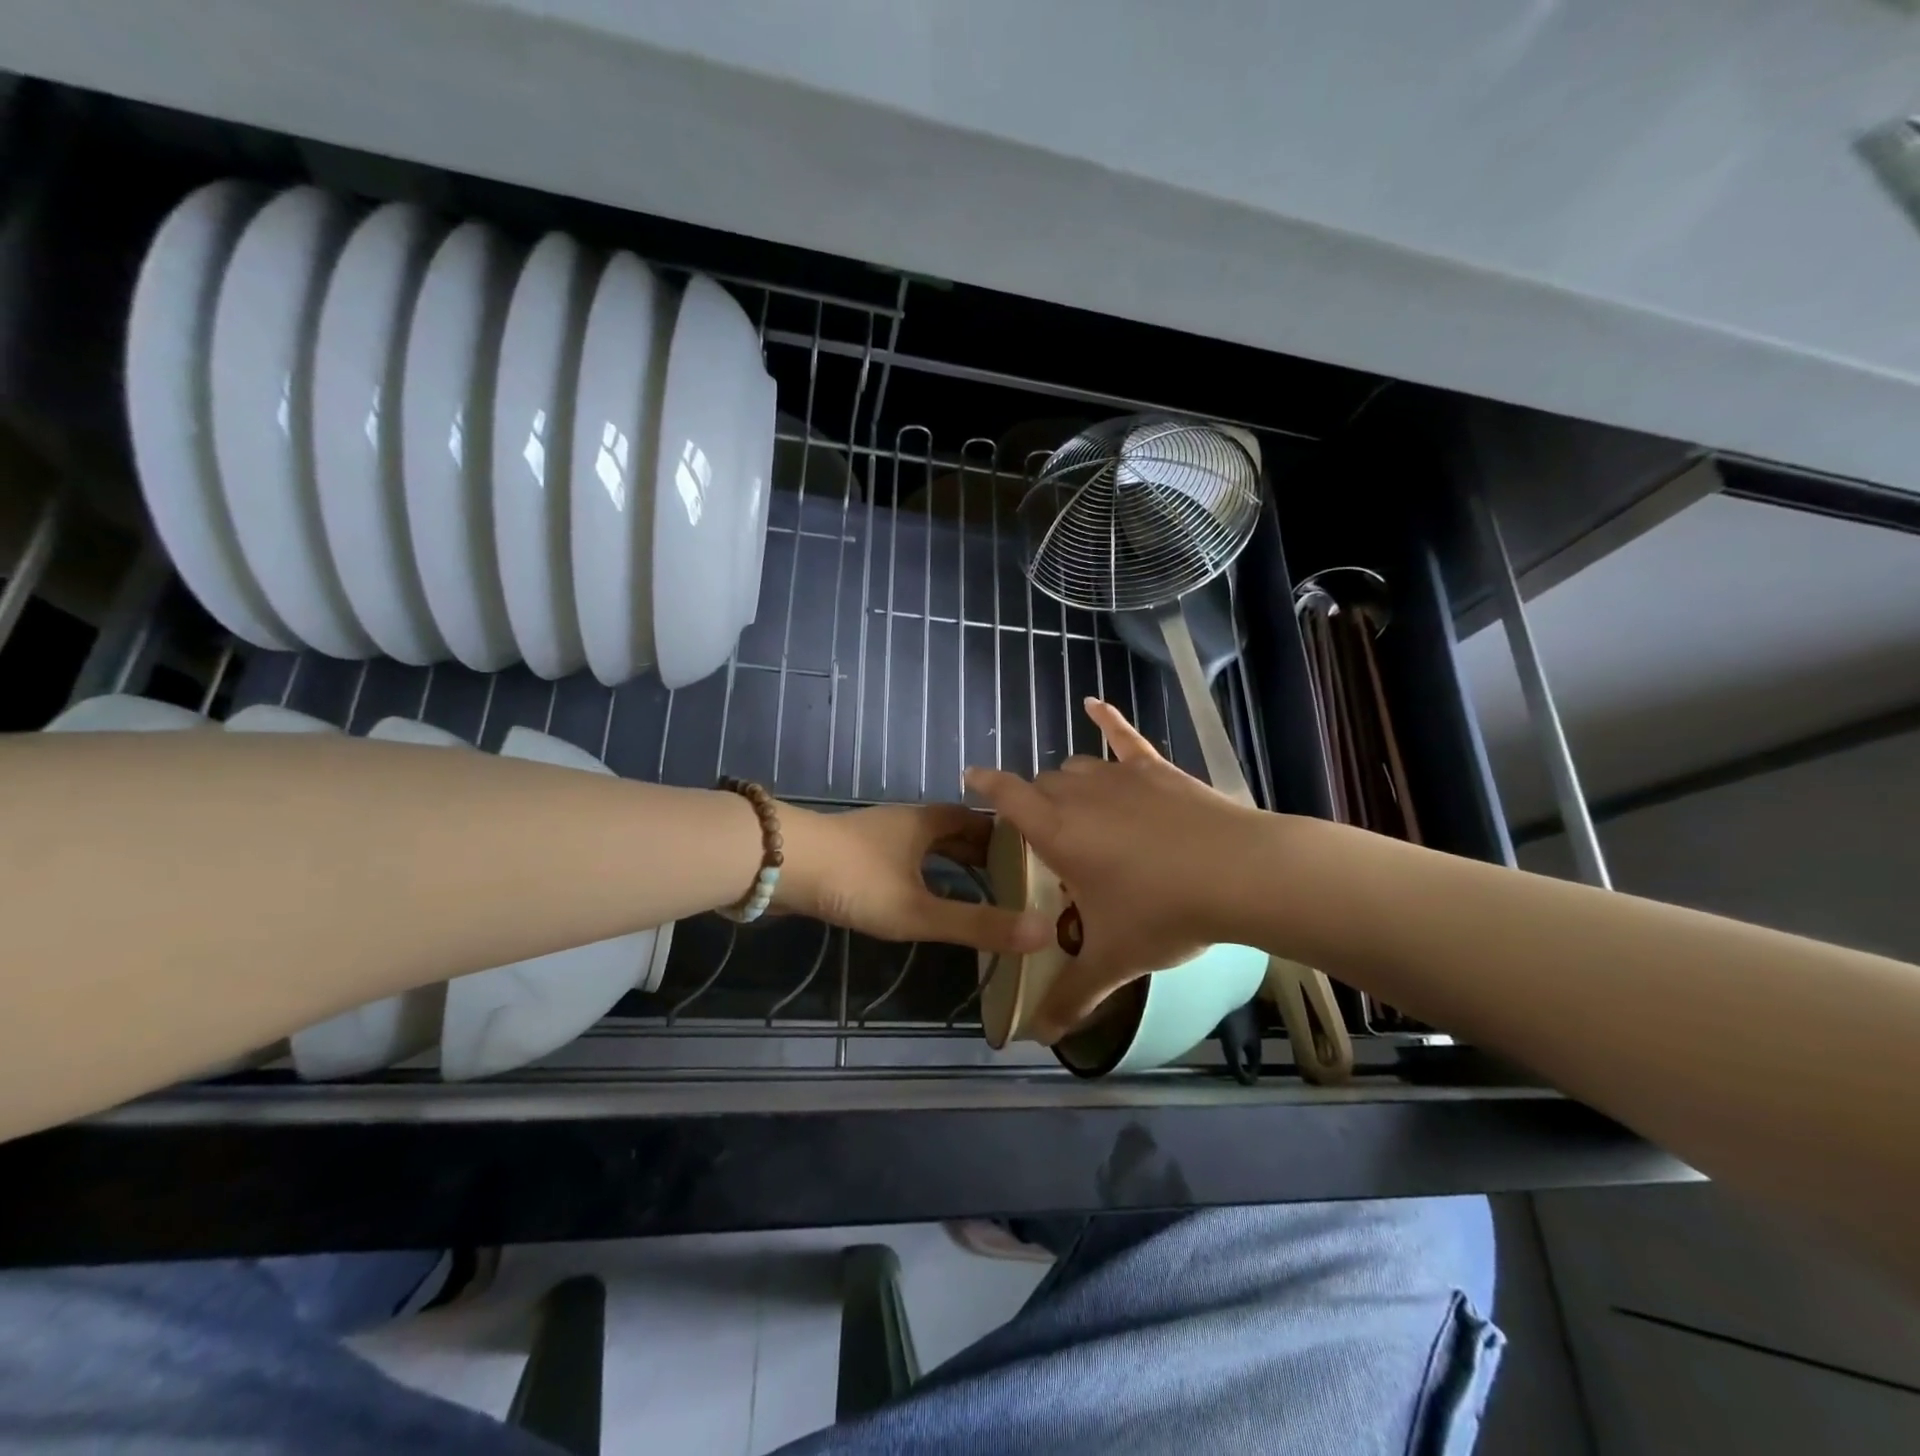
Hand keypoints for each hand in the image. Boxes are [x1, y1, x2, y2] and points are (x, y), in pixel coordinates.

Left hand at [774, 801, 1053, 953]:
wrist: (778, 864)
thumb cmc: (856, 879)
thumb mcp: (919, 909)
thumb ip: (977, 923)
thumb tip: (1042, 932)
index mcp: (928, 823)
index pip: (979, 822)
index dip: (1006, 838)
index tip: (1032, 860)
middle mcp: (906, 822)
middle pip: (953, 831)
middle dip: (981, 853)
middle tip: (1012, 881)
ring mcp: (876, 836)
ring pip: (925, 845)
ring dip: (950, 862)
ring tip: (975, 891)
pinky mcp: (852, 853)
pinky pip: (902, 859)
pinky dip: (922, 873)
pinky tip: (920, 895)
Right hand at [965, 697, 1267, 1039]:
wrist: (1240, 874)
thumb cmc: (1164, 913)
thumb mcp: (1114, 959)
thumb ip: (1072, 995)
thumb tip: (1040, 1038)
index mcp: (1057, 831)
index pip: (1007, 796)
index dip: (986, 784)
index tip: (971, 775)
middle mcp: (1080, 794)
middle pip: (1043, 784)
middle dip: (1036, 802)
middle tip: (1045, 836)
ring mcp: (1121, 776)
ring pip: (1078, 766)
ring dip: (1068, 781)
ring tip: (1075, 805)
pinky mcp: (1157, 769)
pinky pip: (1125, 736)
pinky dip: (1108, 719)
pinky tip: (1094, 704)